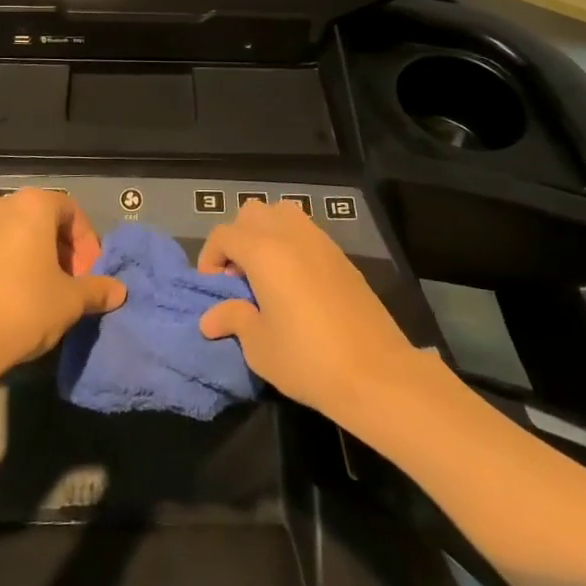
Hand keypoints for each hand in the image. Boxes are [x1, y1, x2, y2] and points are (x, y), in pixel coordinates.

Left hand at [0, 188, 125, 378]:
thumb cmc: (26, 306)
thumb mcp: (71, 300)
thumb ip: (97, 289)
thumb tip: (119, 291)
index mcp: (34, 205)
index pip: (71, 211)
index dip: (87, 242)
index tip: (91, 273)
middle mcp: (4, 205)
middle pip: (45, 220)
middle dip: (65, 250)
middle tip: (74, 284)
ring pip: (21, 234)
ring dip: (40, 258)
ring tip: (50, 293)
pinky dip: (16, 264)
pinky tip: (22, 298)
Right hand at [198, 198, 416, 422]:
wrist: (376, 373)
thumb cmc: (308, 359)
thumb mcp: (260, 346)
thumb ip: (234, 320)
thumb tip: (210, 318)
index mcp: (264, 251)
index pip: (224, 234)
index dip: (210, 257)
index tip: (212, 287)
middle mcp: (290, 234)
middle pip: (252, 213)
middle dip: (238, 237)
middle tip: (238, 276)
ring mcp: (319, 241)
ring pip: (282, 213)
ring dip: (266, 233)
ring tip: (266, 272)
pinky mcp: (341, 255)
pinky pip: (306, 231)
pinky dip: (291, 242)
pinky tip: (295, 281)